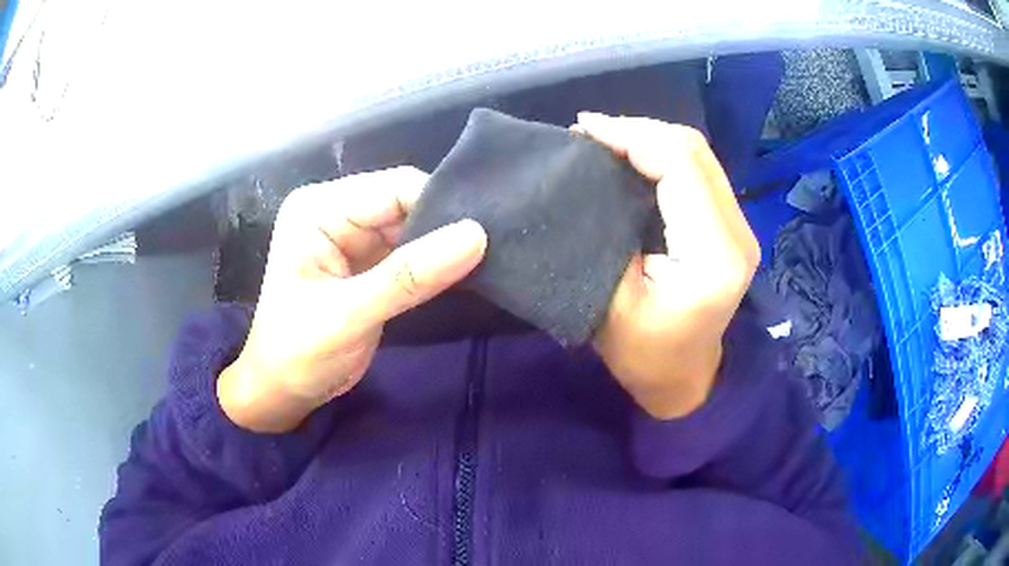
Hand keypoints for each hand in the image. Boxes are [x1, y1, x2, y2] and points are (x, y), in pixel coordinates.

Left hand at [218, 167, 486, 431]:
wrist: (285, 392)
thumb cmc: (299, 354)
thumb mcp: (349, 315)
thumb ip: (409, 276)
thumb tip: (476, 235)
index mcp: (319, 209)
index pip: (393, 189)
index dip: (438, 207)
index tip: (482, 237)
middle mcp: (336, 212)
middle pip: (406, 203)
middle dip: (443, 227)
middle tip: (488, 252)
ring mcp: (352, 236)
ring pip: (414, 227)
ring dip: (442, 247)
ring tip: (483, 263)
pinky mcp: (367, 261)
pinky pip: (411, 251)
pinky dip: (434, 264)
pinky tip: (462, 273)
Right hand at [576, 113, 759, 419]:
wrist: (685, 379)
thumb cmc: (644, 355)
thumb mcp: (611, 303)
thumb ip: (603, 235)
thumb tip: (588, 177)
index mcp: (713, 255)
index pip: (679, 166)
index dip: (631, 136)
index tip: (583, 130)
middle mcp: (739, 232)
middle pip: (694, 150)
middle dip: (639, 130)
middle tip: (590, 132)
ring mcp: (741, 226)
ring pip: (698, 154)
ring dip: (650, 138)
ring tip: (606, 140)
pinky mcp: (733, 225)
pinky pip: (699, 170)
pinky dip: (663, 155)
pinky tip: (633, 157)